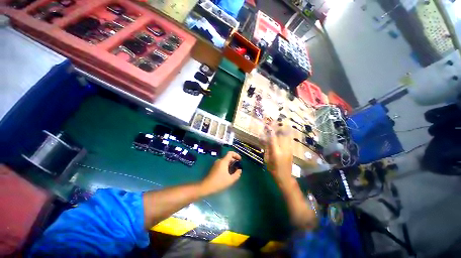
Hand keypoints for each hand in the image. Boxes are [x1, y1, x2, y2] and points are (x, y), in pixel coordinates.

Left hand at [200, 151, 241, 195]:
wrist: (206, 187)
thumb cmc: (219, 182)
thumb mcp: (231, 179)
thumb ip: (237, 174)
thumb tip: (239, 170)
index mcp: (223, 161)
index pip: (230, 153)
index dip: (236, 155)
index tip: (240, 160)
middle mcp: (219, 161)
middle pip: (228, 157)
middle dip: (234, 161)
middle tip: (238, 167)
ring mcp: (216, 164)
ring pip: (225, 161)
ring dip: (231, 164)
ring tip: (234, 171)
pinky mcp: (214, 168)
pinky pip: (222, 164)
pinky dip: (227, 167)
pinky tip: (229, 173)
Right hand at [264, 123, 293, 184]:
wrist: (285, 177)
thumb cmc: (273, 169)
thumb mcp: (267, 159)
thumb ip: (266, 147)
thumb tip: (264, 138)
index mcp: (276, 152)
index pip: (272, 138)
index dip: (269, 130)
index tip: (267, 125)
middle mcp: (284, 148)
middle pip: (282, 134)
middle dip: (278, 127)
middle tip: (273, 122)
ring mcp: (289, 149)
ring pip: (287, 136)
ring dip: (282, 129)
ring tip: (279, 124)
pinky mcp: (291, 150)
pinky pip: (288, 139)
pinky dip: (285, 134)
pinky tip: (283, 131)